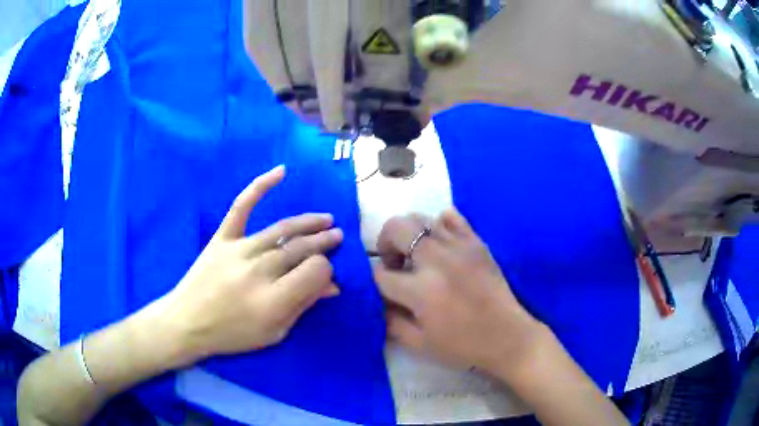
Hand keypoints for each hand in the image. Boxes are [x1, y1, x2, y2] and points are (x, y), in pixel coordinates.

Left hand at [163, 165, 342, 363]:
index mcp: (274, 300)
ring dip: (307, 223)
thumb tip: (332, 285)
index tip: (325, 272)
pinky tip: (280, 172)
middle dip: (323, 241)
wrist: (188, 322)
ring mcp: (239, 250)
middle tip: (336, 236)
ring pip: (281, 229)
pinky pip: (242, 207)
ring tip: (325, 220)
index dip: (326, 269)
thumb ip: (302, 305)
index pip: (315, 271)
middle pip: (301, 248)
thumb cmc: (233, 334)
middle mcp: (259, 271)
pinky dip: (260, 186)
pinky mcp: (222, 237)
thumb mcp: (274, 332)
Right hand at [374, 209, 542, 377]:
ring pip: (420, 218)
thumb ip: (390, 320)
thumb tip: (377, 299)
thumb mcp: (419, 343)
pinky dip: (438, 224)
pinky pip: (451, 216)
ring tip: (417, 255)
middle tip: (394, 263)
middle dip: (385, 244)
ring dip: (409, 235)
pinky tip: (441, 245)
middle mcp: (437, 260)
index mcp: (421, 291)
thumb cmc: (463, 345)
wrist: (507, 336)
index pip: (381, 274)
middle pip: (396, 229)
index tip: (383, 288)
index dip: (375, 281)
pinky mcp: (476, 242)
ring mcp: (459, 246)